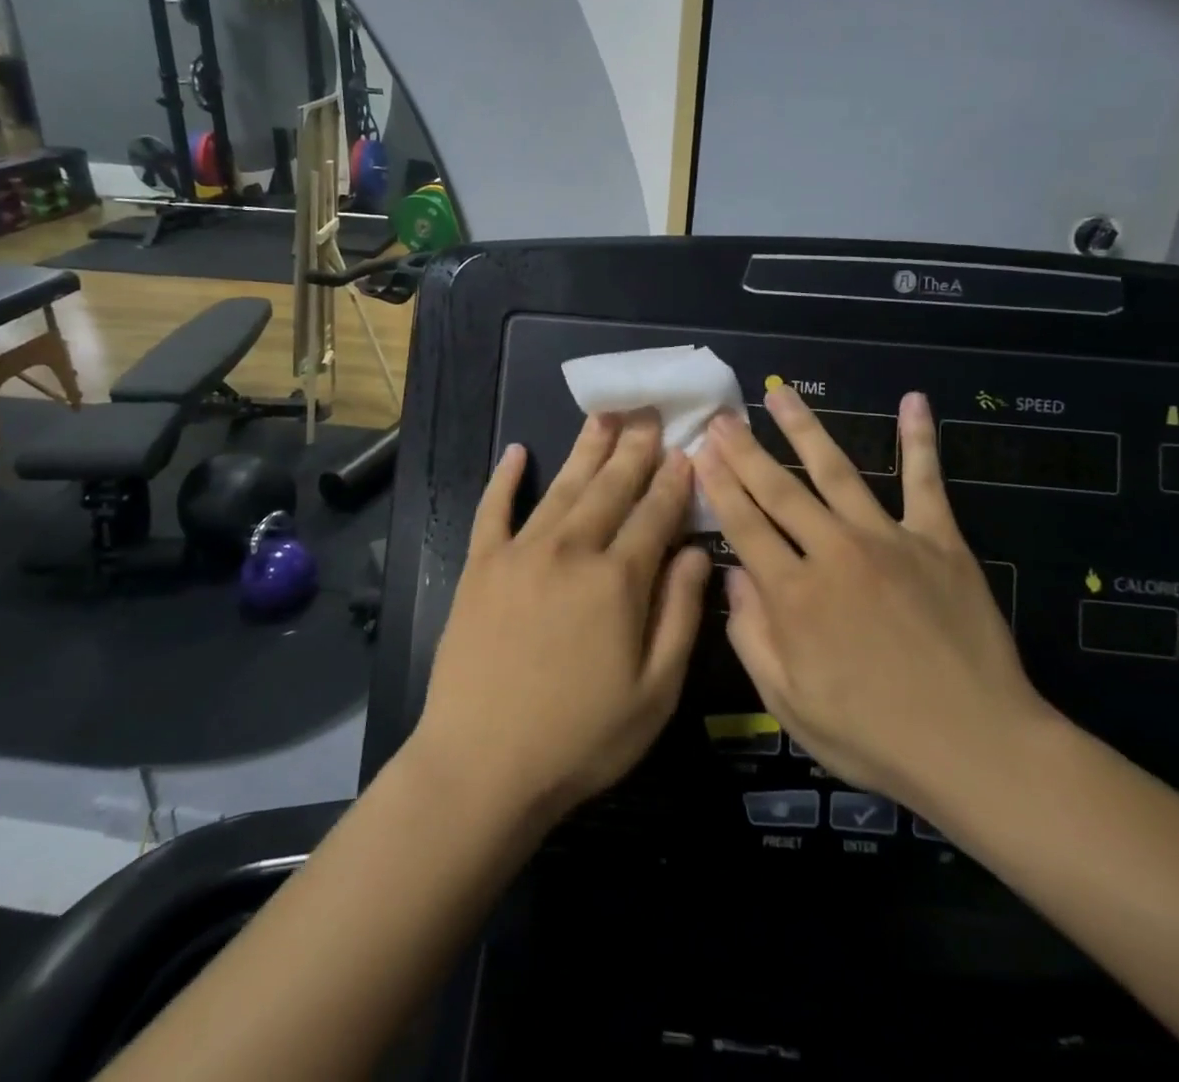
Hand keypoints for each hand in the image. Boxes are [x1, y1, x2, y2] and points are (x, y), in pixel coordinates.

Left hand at [411, 413, 711, 826]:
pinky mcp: (480, 566)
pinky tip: (516, 452)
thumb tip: (698, 551)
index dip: (673, 481)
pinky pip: (493, 510)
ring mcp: (520, 553)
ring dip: (585, 449)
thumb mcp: (656, 692)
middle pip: (610, 488)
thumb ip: (681, 614)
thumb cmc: (581, 738)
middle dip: (635, 449)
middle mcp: (571, 551)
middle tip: (649, 413)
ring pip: (562, 488)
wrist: (481, 766)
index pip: (655, 515)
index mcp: (618, 581)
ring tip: (604, 415)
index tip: (686, 449)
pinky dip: (505, 479)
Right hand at [694, 388, 1052, 821]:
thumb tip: (731, 579)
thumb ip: (751, 637)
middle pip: (779, 490)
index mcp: (794, 594)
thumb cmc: (873, 736)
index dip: (718, 485)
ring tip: (781, 393)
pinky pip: (926, 481)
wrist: (976, 748)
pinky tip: (914, 401)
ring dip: (804, 429)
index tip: (700, 450)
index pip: (743, 525)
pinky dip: (920, 440)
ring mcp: (889, 540)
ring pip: (836, 470)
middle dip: (745, 450)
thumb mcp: (789, 704)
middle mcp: (834, 553)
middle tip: (723, 416)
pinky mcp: (939, 541)